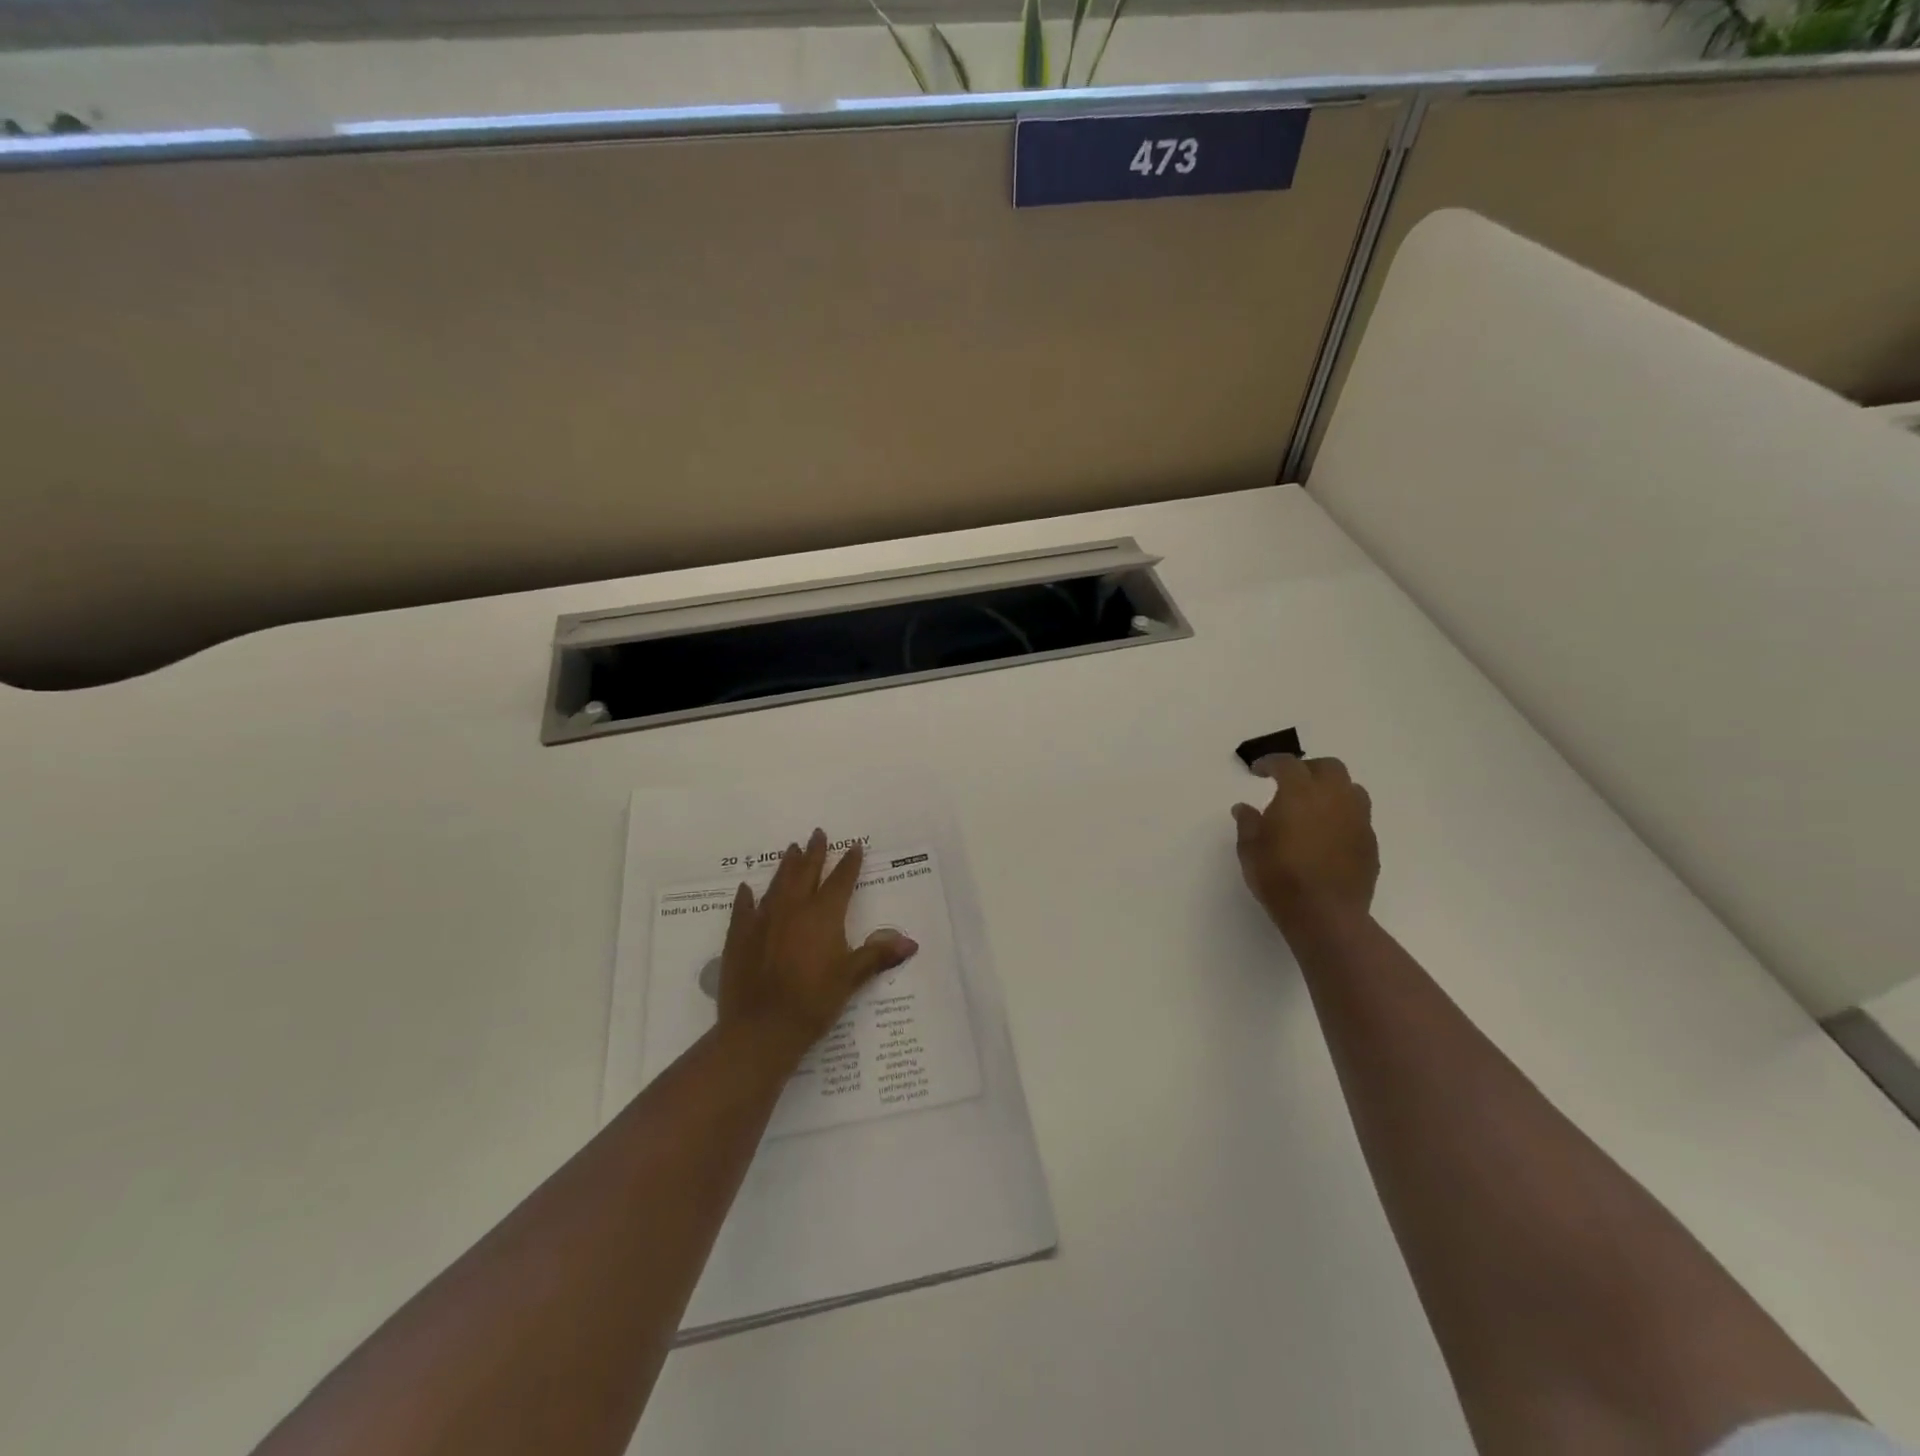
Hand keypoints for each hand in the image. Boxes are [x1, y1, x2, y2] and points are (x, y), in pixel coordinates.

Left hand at [718, 828, 918, 1061]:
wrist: (761, 1028)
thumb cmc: (813, 1002)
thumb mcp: (851, 978)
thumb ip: (877, 955)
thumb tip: (911, 942)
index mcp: (824, 915)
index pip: (841, 881)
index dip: (849, 864)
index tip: (854, 847)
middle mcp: (793, 908)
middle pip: (806, 873)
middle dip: (815, 853)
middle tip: (818, 833)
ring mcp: (763, 920)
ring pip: (777, 884)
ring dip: (786, 866)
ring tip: (791, 849)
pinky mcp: (738, 936)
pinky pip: (744, 909)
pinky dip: (747, 897)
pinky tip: (747, 888)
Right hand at [1231, 755, 1378, 939]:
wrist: (1325, 914)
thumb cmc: (1279, 877)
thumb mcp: (1249, 849)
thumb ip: (1248, 823)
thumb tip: (1244, 808)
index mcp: (1300, 793)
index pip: (1287, 764)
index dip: (1270, 763)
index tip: (1257, 770)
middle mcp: (1334, 798)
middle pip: (1328, 767)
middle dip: (1308, 769)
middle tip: (1289, 783)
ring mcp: (1358, 820)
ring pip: (1351, 789)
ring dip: (1332, 789)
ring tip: (1314, 806)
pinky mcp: (1370, 843)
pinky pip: (1358, 817)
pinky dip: (1342, 816)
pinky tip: (1328, 834)